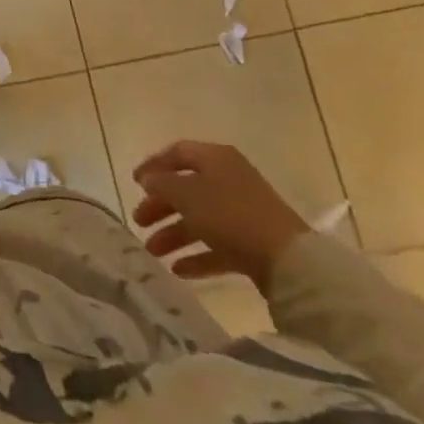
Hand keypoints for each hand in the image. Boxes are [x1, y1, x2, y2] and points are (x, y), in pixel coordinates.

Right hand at [130, 141, 308, 293]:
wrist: (288, 261)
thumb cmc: (230, 215)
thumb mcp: (187, 194)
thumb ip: (162, 184)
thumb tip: (149, 179)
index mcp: (216, 159)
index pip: (178, 153)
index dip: (154, 165)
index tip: (134, 182)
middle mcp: (230, 180)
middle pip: (187, 188)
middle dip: (160, 205)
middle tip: (139, 221)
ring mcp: (243, 213)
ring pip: (200, 219)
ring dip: (174, 233)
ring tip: (153, 251)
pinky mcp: (252, 244)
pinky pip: (217, 245)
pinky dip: (198, 255)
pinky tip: (178, 270)